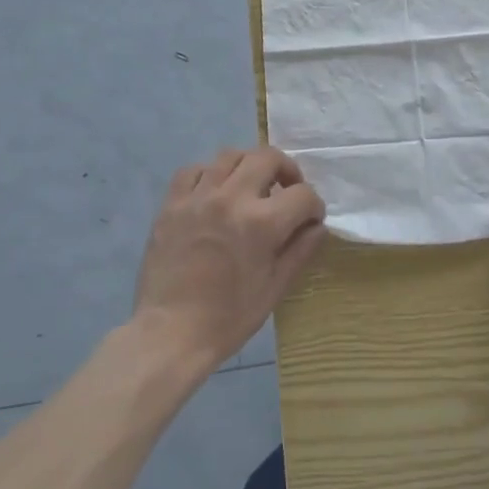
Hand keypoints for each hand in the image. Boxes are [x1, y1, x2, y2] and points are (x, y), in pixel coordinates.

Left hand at [133, 147, 326, 370]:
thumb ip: (300, 250)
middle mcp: (231, 198)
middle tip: (286, 190)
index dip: (314, 206)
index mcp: (261, 222)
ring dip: (248, 166)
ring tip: (250, 186)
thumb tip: (317, 226)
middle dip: (286, 170)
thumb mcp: (274, 288)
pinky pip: (194, 170)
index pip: (302, 194)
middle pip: (267, 157)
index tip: (310, 220)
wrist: (170, 332)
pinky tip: (214, 192)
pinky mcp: (171, 203)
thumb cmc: (228, 317)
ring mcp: (198, 197)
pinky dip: (210, 174)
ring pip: (230, 155)